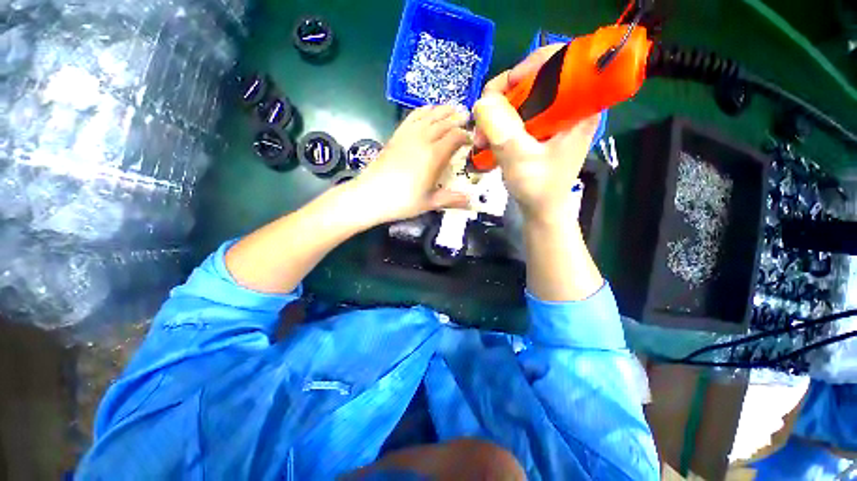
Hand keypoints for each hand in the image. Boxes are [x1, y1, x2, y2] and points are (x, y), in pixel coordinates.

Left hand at [351, 105, 470, 223]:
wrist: (371, 195)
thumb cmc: (402, 201)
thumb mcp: (429, 203)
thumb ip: (451, 199)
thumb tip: (471, 202)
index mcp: (434, 156)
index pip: (454, 137)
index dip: (464, 136)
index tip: (470, 140)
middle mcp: (422, 140)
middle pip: (444, 123)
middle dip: (457, 119)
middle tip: (467, 117)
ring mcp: (408, 135)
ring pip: (429, 116)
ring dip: (443, 111)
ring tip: (453, 108)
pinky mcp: (396, 135)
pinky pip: (412, 116)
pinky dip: (423, 110)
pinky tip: (428, 109)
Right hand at [473, 45, 599, 219]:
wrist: (541, 210)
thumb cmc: (539, 188)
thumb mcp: (521, 159)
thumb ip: (503, 131)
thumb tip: (482, 101)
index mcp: (579, 107)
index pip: (560, 61)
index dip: (528, 66)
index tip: (503, 91)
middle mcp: (567, 106)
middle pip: (534, 78)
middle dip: (502, 97)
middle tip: (482, 121)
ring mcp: (552, 118)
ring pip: (520, 97)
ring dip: (495, 114)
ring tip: (481, 139)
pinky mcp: (539, 129)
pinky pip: (515, 114)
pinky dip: (498, 124)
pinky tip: (487, 140)